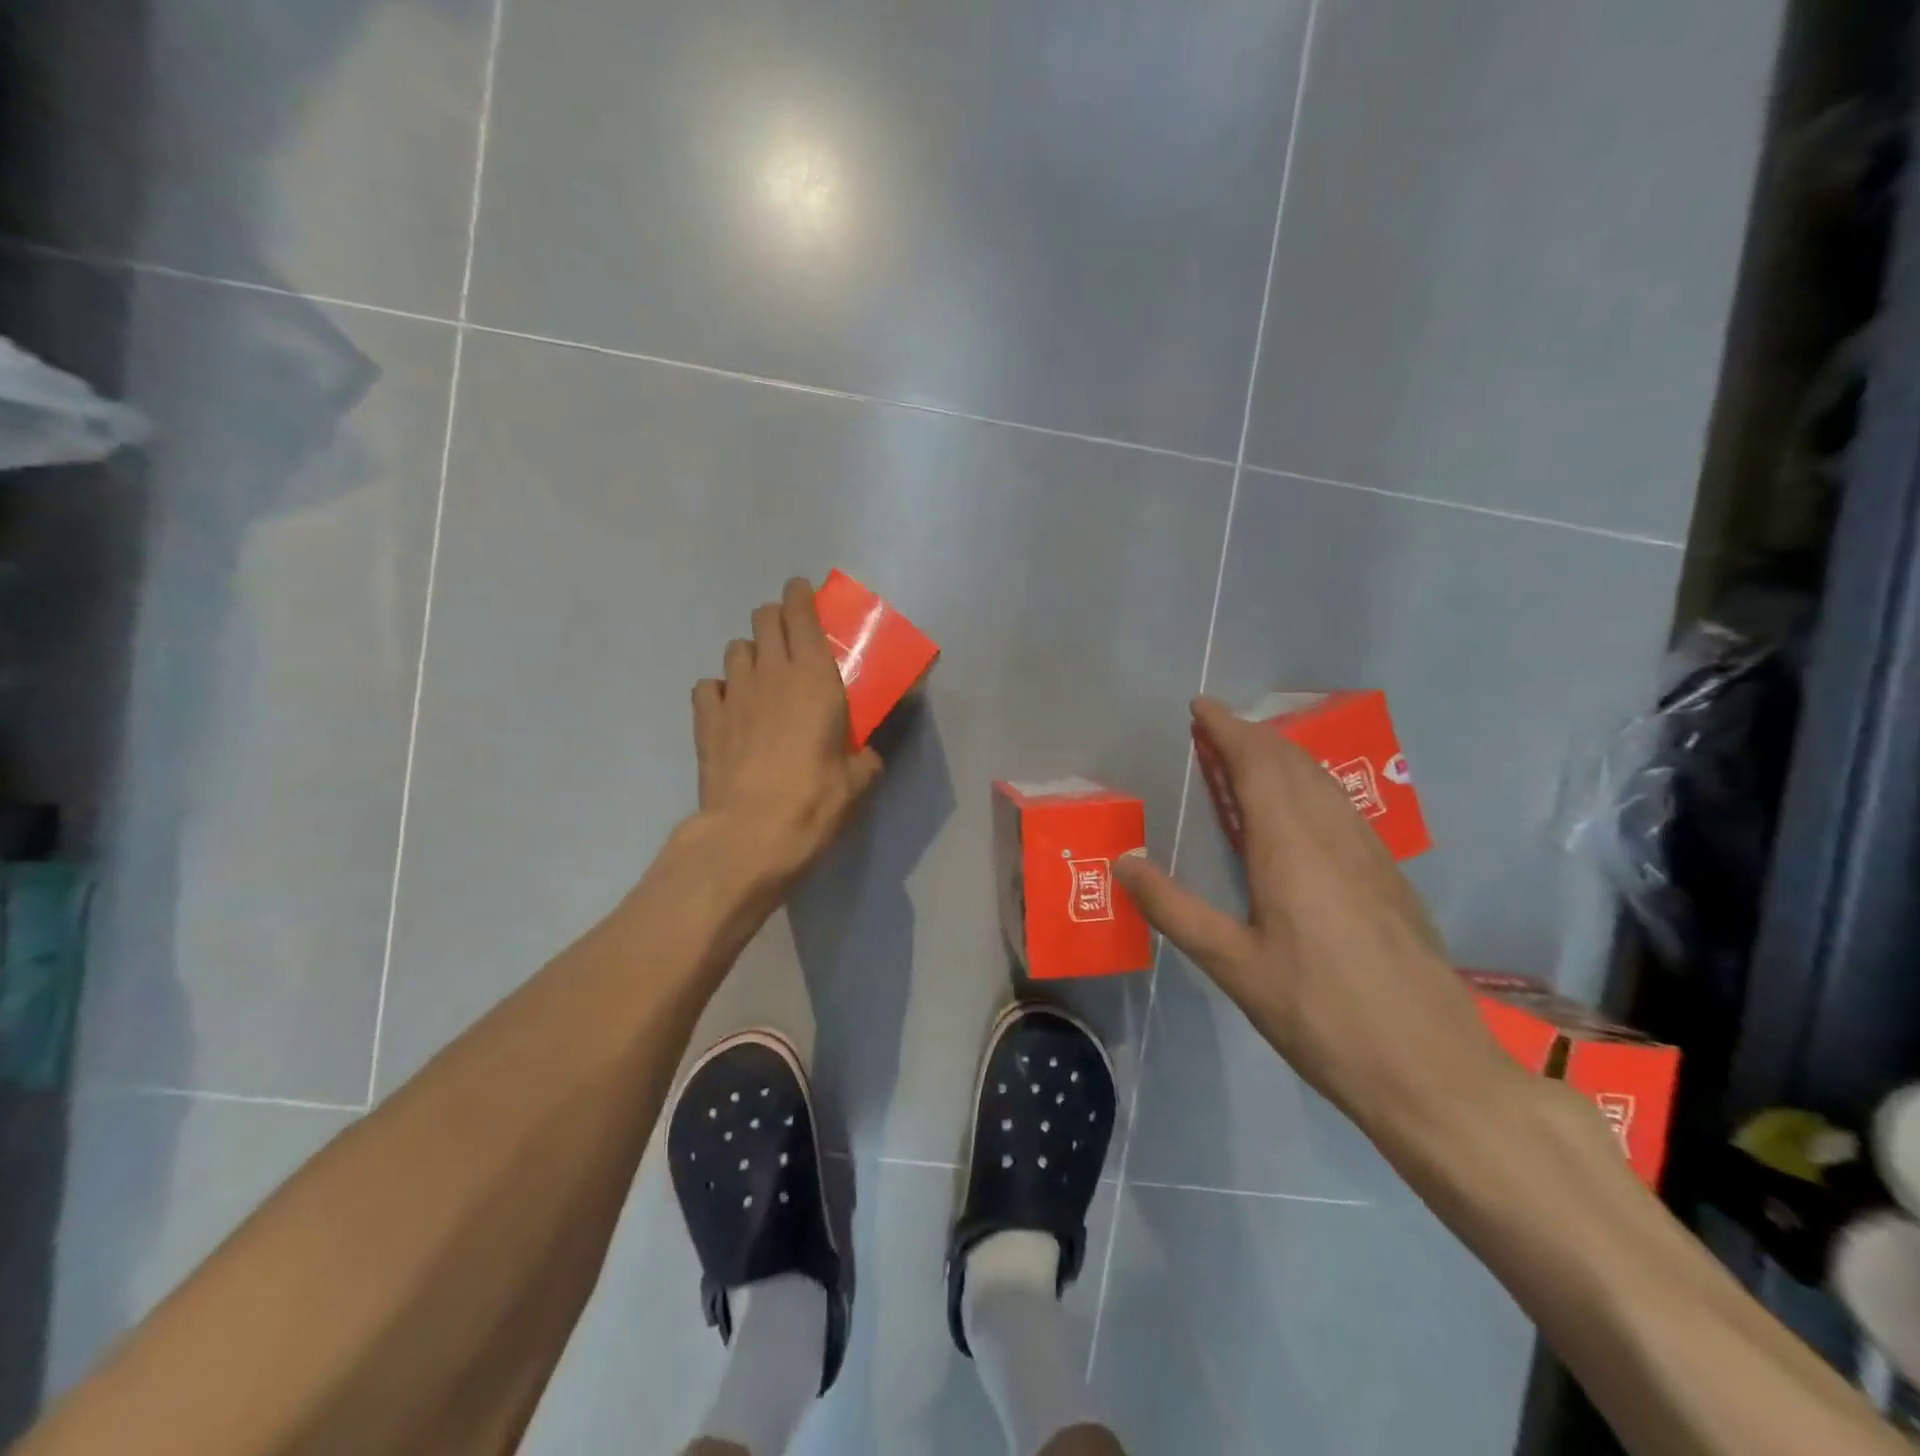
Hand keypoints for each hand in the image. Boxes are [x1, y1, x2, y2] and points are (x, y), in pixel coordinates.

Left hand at [691, 578, 883, 888]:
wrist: (751, 834)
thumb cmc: (815, 800)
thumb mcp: (859, 780)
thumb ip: (865, 756)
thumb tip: (864, 755)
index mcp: (814, 676)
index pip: (800, 613)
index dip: (800, 596)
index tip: (803, 594)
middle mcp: (771, 673)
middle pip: (764, 619)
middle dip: (776, 619)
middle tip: (790, 640)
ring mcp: (733, 694)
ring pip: (736, 649)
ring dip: (751, 654)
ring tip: (762, 678)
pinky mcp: (706, 721)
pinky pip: (708, 686)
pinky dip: (720, 690)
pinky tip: (731, 710)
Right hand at [1115, 698, 1516, 1150]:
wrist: (1432, 1070)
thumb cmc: (1320, 1016)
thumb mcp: (1234, 967)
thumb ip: (1174, 910)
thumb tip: (1123, 862)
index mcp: (1291, 849)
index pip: (1258, 765)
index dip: (1227, 730)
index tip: (1199, 706)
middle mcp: (1334, 837)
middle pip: (1292, 764)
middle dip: (1250, 736)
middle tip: (1212, 729)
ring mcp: (1371, 856)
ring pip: (1322, 783)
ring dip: (1282, 757)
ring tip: (1248, 756)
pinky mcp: (1390, 879)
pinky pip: (1341, 807)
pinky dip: (1308, 786)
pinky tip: (1299, 810)